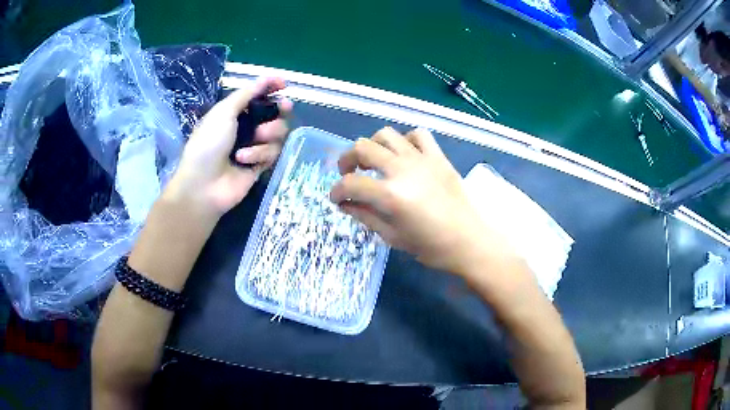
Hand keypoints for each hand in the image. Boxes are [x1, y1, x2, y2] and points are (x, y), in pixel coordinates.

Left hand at [165, 77, 292, 216]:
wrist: (203, 184)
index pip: (258, 96)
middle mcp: (246, 127)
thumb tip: (266, 77)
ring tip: (256, 137)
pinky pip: (272, 152)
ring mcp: (254, 146)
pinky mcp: (260, 165)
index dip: (271, 88)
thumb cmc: (208, 143)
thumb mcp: (224, 112)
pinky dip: (259, 154)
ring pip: (278, 133)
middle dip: (279, 109)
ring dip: (268, 133)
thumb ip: (247, 93)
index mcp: (234, 112)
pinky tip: (244, 159)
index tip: (284, 85)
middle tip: (284, 108)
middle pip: (274, 114)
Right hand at [330, 127, 510, 273]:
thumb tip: (343, 203)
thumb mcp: (391, 236)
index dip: (336, 190)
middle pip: (363, 148)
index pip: (351, 183)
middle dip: (347, 160)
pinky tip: (404, 155)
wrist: (468, 241)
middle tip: (348, 173)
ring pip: (387, 134)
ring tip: (374, 161)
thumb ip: (364, 215)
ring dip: (373, 145)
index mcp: (390, 195)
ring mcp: (422, 159)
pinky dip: (405, 141)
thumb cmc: (430, 246)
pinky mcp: (438, 156)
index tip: (336, 198)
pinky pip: (418, 135)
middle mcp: (403, 169)